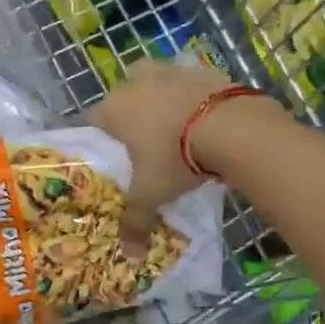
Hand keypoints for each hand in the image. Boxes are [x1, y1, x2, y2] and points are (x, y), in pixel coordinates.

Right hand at [88, 62, 282, 249]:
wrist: (231, 128)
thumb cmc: (176, 159)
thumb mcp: (153, 194)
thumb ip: (136, 221)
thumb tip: (129, 255)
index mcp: (116, 110)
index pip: (93, 118)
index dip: (100, 134)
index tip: (111, 151)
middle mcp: (137, 83)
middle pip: (123, 90)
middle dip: (130, 108)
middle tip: (143, 136)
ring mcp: (171, 71)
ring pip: (156, 77)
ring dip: (161, 93)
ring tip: (174, 121)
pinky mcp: (203, 69)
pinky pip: (190, 79)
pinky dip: (193, 93)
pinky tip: (203, 115)